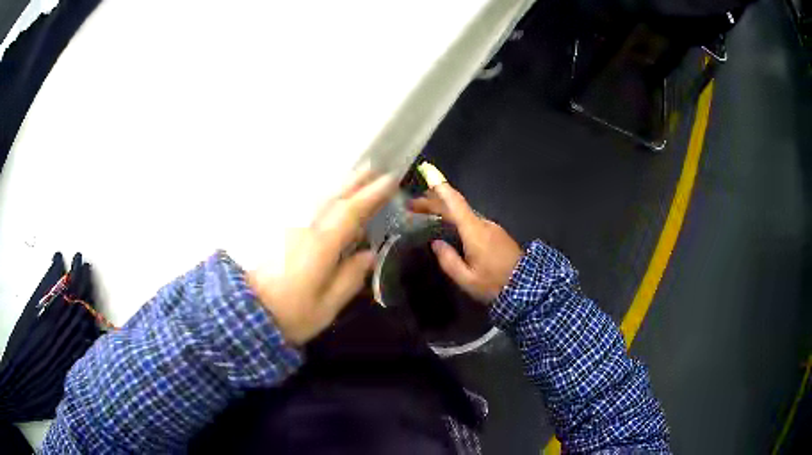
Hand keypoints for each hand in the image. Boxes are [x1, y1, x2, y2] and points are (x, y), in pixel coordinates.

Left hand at [247, 169, 396, 344]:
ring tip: (355, 175)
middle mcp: (305, 230)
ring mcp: (290, 229)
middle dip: (355, 182)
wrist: (247, 313)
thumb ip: (349, 278)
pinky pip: (306, 207)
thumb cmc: (290, 314)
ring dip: (339, 186)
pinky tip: (326, 197)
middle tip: (373, 168)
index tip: (390, 180)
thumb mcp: (326, 306)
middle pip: (332, 199)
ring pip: (318, 200)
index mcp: (320, 246)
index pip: (350, 212)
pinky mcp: (280, 235)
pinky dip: (322, 197)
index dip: (371, 195)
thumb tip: (369, 255)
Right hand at [410, 183, 522, 303]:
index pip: (455, 203)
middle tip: (412, 205)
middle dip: (433, 202)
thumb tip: (436, 244)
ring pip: (464, 213)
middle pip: (456, 206)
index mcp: (474, 231)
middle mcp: (483, 223)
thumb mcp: (467, 279)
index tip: (427, 171)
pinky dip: (455, 217)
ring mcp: (491, 227)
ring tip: (425, 212)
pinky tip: (447, 223)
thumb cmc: (494, 284)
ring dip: (444, 210)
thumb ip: (448, 261)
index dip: (440, 187)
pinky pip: (471, 220)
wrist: (527, 286)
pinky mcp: (496, 233)